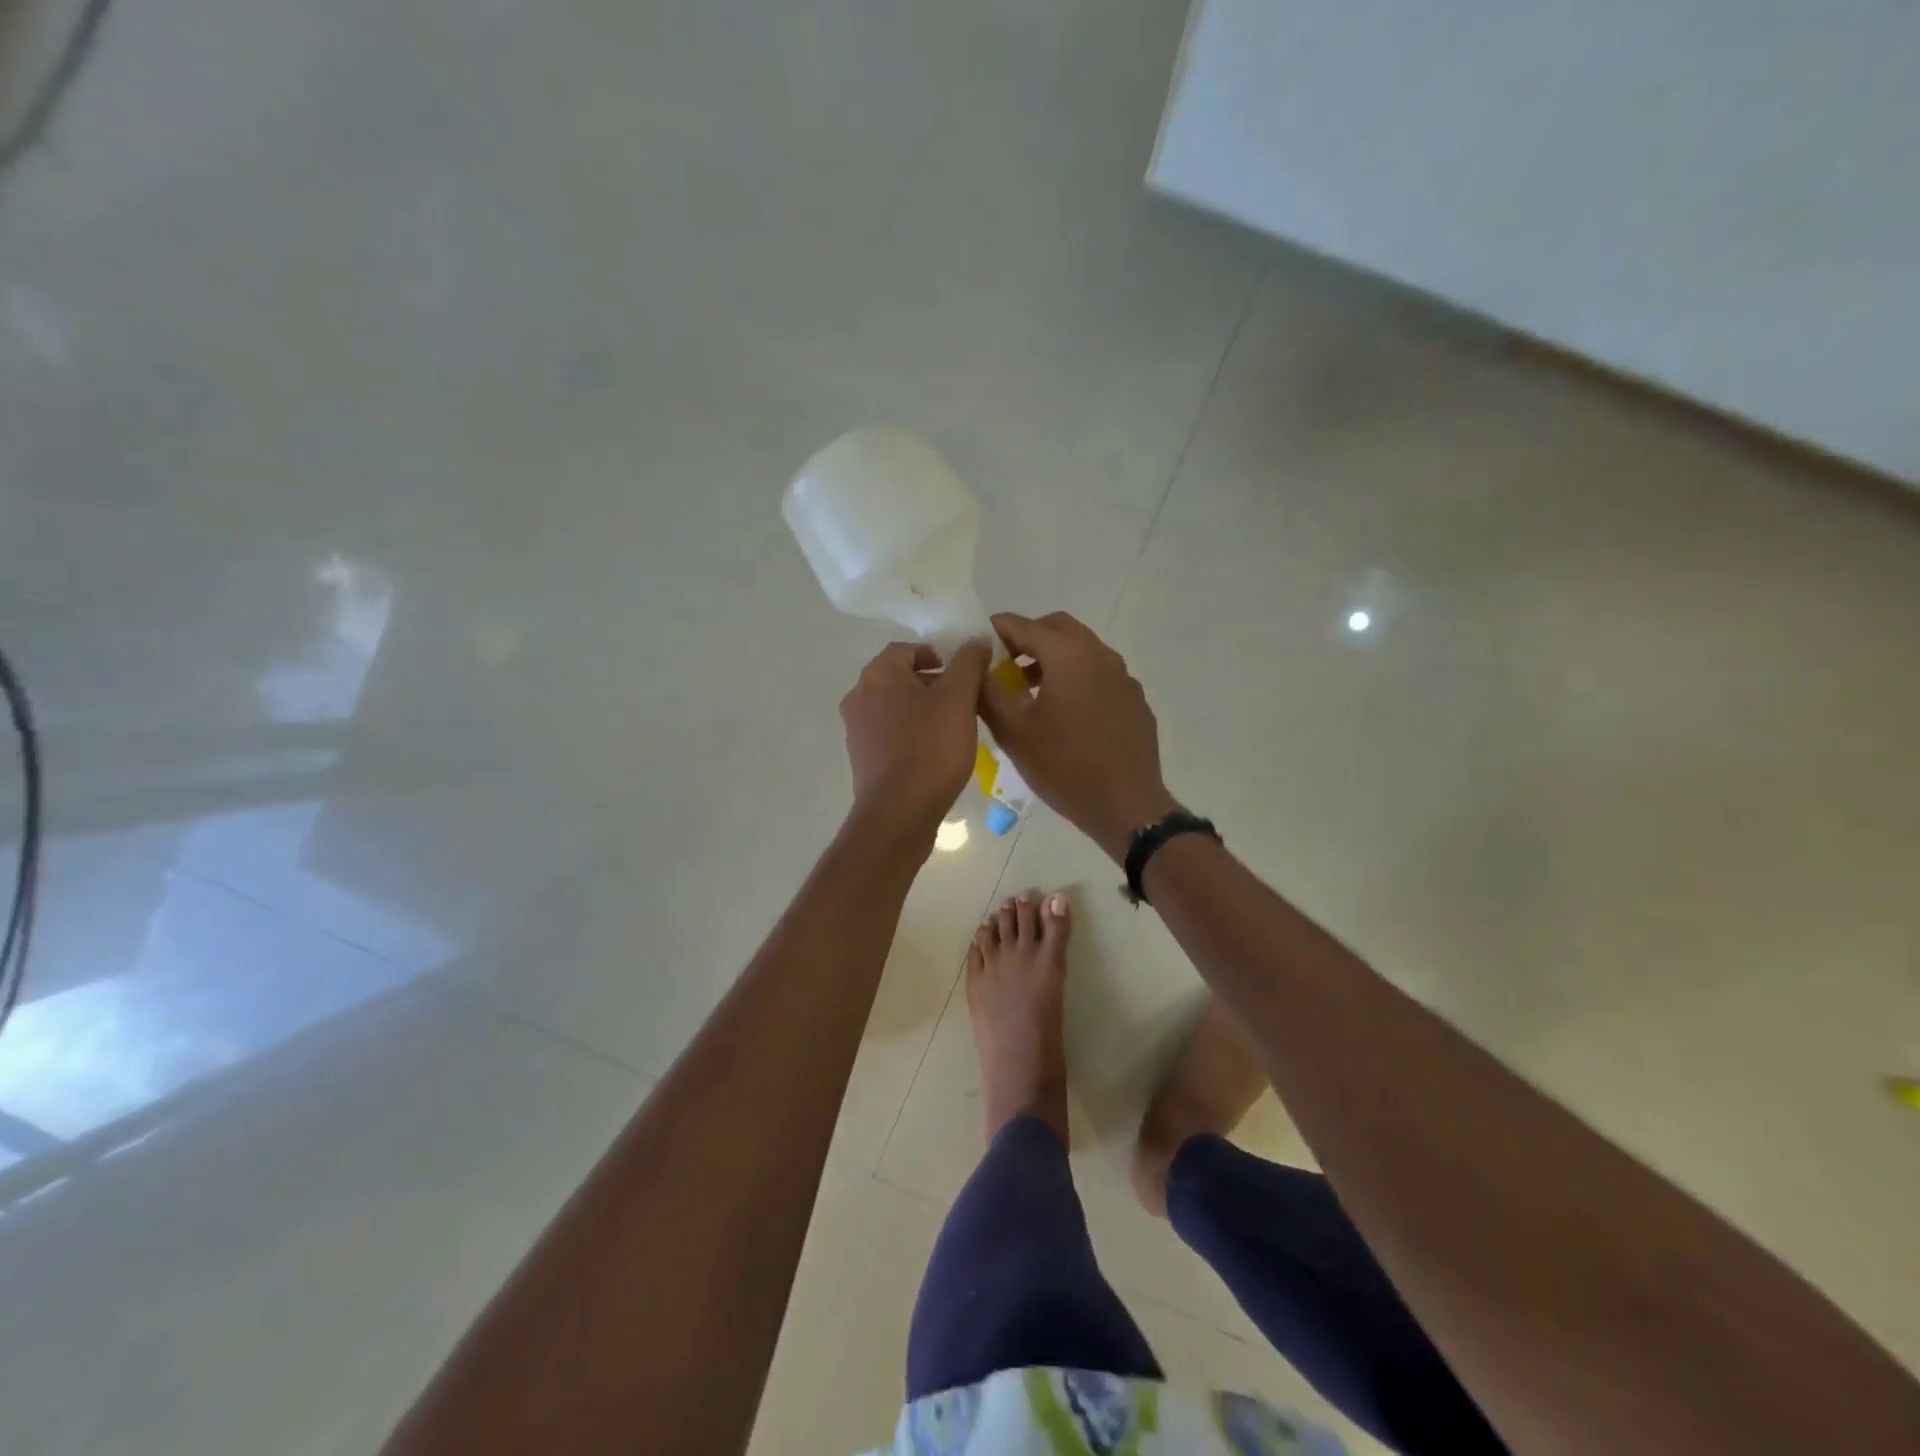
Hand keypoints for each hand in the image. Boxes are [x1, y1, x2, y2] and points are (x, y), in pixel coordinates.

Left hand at [840, 639, 990, 834]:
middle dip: (932, 685)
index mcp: (878, 675)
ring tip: (952, 728)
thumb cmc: (931, 748)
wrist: (899, 812)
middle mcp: (859, 696)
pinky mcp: (861, 759)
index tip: (962, 674)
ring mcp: (856, 730)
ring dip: (921, 711)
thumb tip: (976, 641)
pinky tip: (933, 753)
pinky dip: (910, 735)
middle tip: (963, 701)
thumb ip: (968, 664)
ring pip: (893, 708)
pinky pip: (888, 735)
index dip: (937, 655)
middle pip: (899, 678)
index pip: (906, 649)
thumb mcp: (959, 699)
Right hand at [979, 611, 1177, 860]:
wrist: (1126, 804)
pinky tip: (1065, 714)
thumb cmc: (1064, 766)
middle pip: (1058, 627)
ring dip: (1052, 658)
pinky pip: (1100, 675)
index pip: (1024, 625)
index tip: (976, 643)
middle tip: (1004, 663)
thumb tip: (975, 667)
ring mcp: (1123, 677)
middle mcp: (1100, 654)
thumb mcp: (1014, 731)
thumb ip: (988, 692)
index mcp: (1068, 654)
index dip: (996, 629)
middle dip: (1027, 638)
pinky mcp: (1134, 700)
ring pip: (1082, 650)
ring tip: (1028, 689)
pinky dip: (1076, 678)